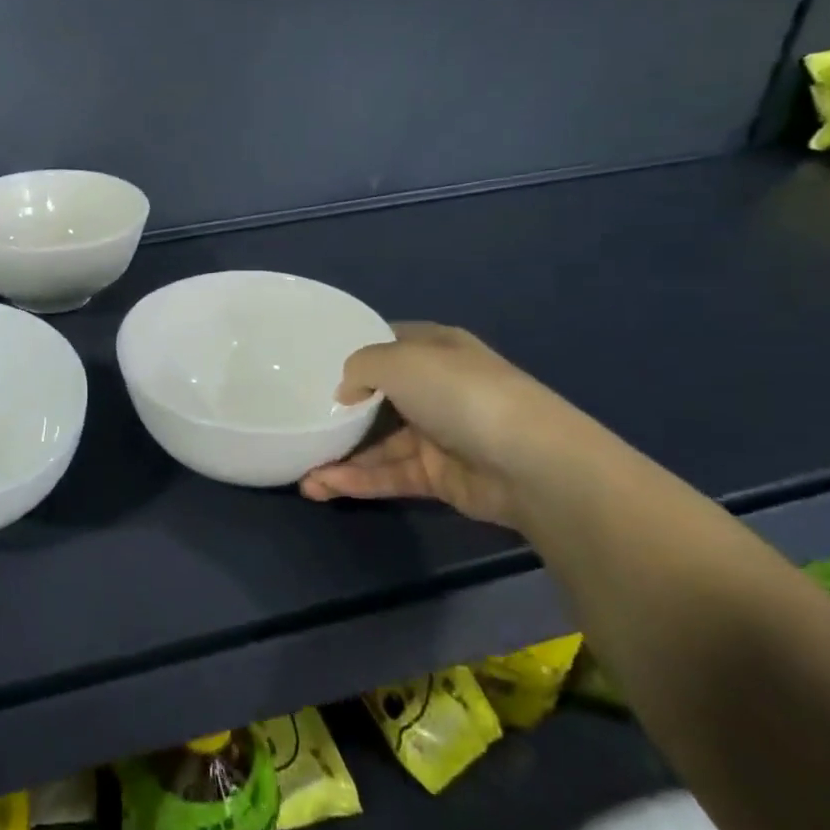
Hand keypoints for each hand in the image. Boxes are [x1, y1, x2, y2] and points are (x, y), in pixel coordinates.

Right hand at [299, 323, 592, 528]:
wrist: (532, 464)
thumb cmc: (460, 394)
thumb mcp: (398, 360)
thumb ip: (359, 367)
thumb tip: (345, 392)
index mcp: (434, 349)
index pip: (385, 344)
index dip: (350, 353)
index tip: (311, 367)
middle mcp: (435, 388)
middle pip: (376, 397)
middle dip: (337, 412)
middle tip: (298, 423)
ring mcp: (437, 433)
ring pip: (378, 443)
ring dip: (340, 457)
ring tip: (301, 473)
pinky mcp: (438, 475)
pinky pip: (388, 474)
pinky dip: (356, 480)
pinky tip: (321, 485)